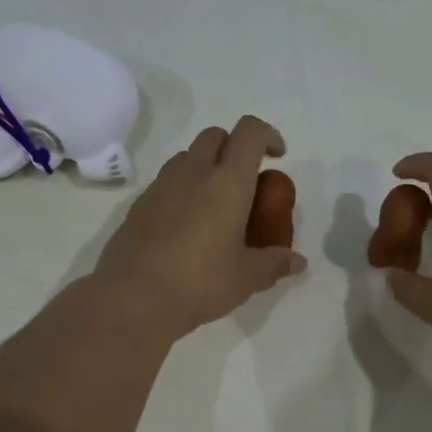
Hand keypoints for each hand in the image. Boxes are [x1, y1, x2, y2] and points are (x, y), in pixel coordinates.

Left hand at [93, 117, 307, 338]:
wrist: (133, 298)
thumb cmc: (200, 282)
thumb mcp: (247, 278)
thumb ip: (274, 263)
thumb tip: (298, 262)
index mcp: (228, 182)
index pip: (250, 132)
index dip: (268, 135)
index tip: (278, 157)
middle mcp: (193, 173)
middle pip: (215, 136)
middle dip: (235, 147)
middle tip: (246, 182)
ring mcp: (161, 186)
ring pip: (187, 157)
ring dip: (206, 167)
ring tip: (216, 204)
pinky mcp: (138, 205)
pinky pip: (166, 183)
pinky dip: (182, 190)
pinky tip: (187, 226)